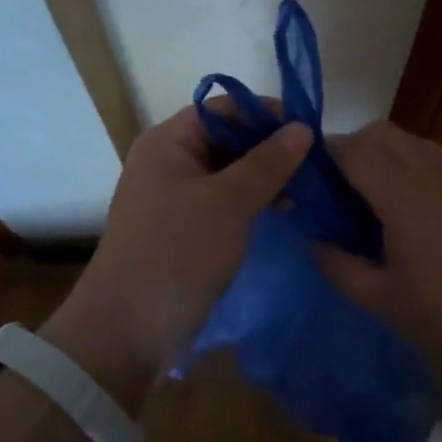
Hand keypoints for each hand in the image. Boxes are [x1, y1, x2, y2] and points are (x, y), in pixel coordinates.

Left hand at [43, 104, 310, 407]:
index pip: (225, 107)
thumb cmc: (177, 255)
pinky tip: (282, 211)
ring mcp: (173, 194)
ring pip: (228, 170)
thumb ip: (268, 163)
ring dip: (264, 175)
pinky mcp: (182, 226)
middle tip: (315, 164)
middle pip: (227, 136)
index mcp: (169, 141)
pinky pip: (222, 198)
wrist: (126, 333)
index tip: (310, 132)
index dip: (267, 114)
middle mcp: (168, 159)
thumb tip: (302, 128)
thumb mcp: (228, 204)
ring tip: (305, 190)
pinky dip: (251, 199)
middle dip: (269, 147)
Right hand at [317, 121, 441, 370]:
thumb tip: (315, 243)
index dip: (322, 157)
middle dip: (352, 150)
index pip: (349, 148)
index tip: (308, 183)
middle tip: (340, 195)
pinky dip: (414, 169)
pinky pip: (436, 159)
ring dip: (384, 156)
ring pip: (409, 141)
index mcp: (400, 191)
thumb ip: (339, 267)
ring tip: (377, 204)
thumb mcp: (385, 301)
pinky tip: (421, 215)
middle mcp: (430, 166)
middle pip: (379, 133)